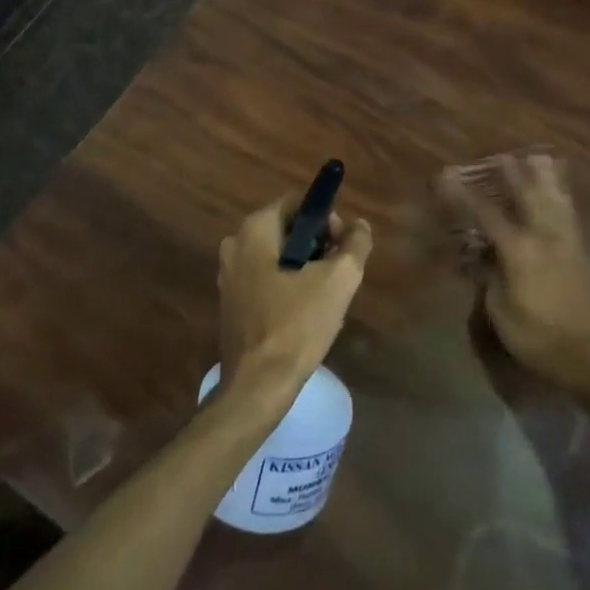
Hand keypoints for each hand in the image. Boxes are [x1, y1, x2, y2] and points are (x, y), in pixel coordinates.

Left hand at [217, 199, 372, 408]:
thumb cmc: (296, 325)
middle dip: (318, 245)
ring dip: (305, 269)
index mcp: (254, 230)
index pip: (298, 204)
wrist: (257, 385)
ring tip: (327, 297)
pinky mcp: (232, 303)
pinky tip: (306, 314)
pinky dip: (289, 287)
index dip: (327, 219)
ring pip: (279, 257)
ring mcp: (229, 276)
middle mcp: (235, 245)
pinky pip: (267, 279)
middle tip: (339, 272)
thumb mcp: (338, 280)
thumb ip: (355, 244)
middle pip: (288, 230)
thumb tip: (360, 226)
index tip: (343, 246)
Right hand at [441, 154, 589, 385]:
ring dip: (544, 178)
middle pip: (527, 197)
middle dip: (512, 175)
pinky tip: (561, 192)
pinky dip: (562, 196)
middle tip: (500, 156)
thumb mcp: (501, 311)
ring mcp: (566, 243)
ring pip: (554, 200)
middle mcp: (544, 237)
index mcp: (520, 250)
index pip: (487, 214)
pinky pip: (569, 214)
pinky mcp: (580, 252)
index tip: (449, 176)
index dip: (465, 195)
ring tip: (538, 158)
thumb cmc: (537, 336)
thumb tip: (482, 254)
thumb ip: (489, 277)